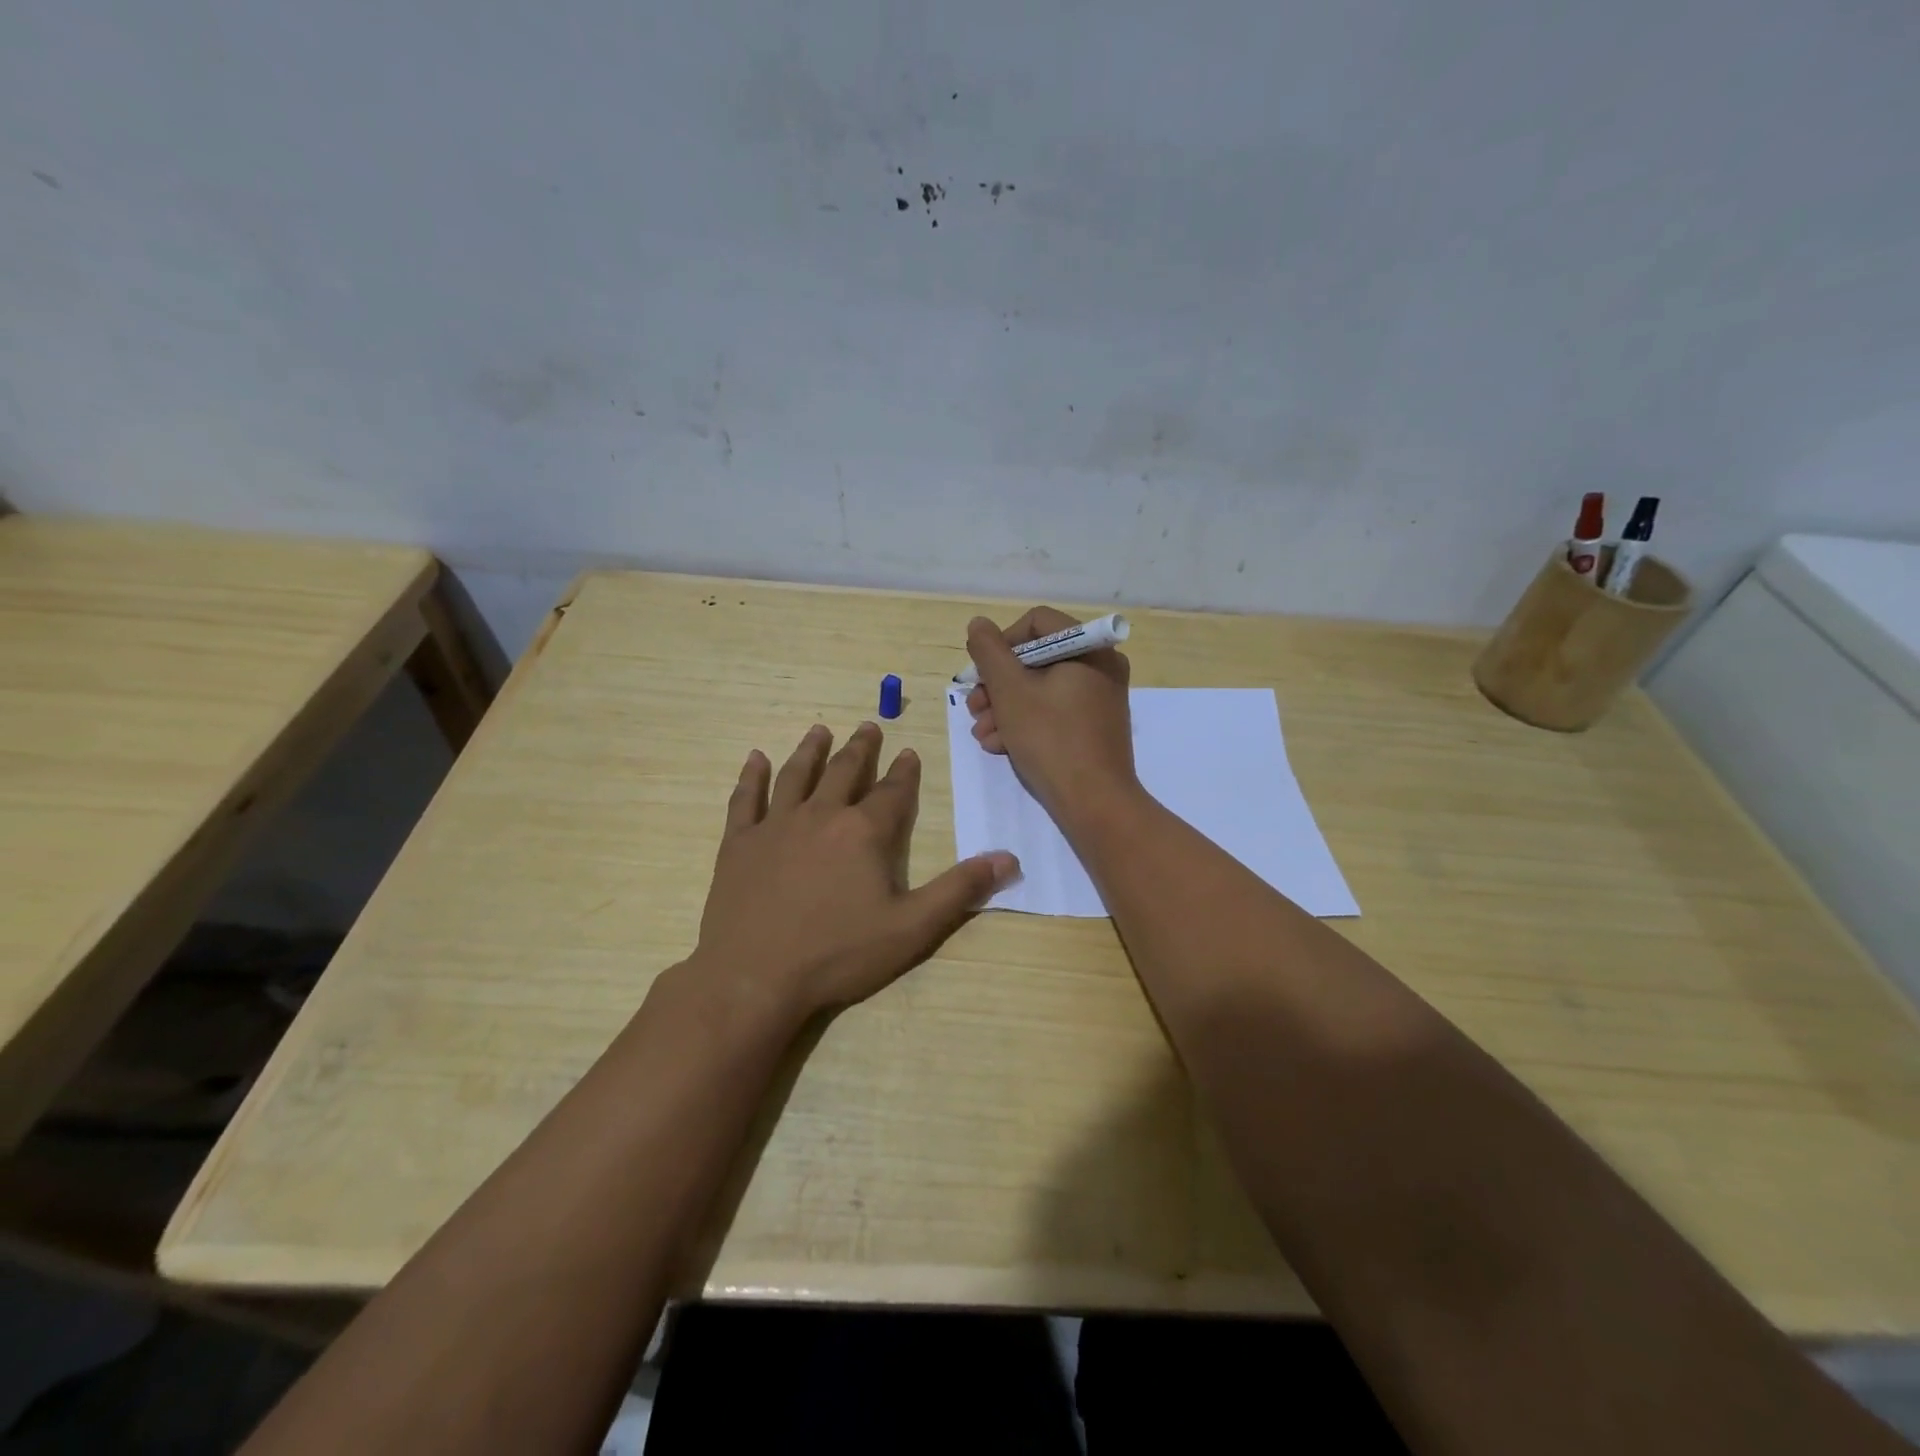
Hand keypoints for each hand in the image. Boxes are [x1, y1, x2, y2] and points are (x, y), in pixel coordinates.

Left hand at [691, 722, 1018, 1019]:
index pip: (892, 792)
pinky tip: (755, 758)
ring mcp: (775, 826)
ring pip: (796, 775)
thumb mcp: (912, 928)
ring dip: (811, 750)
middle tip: (868, 726)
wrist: (754, 978)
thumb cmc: (838, 954)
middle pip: (844, 772)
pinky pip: (746, 799)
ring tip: (820, 730)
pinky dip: (752, 776)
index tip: (909, 752)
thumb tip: (1009, 858)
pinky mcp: (739, 844)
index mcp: (864, 832)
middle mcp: (821, 816)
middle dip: (860, 748)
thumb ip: (960, 890)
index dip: (904, 772)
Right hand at [965, 608, 1137, 820]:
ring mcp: (1099, 699)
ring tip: (982, 734)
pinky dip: (1025, 724)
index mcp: (1089, 648)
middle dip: (998, 685)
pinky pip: (1054, 712)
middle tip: (974, 708)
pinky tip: (1000, 746)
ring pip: (1041, 689)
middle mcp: (1100, 667)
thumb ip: (989, 652)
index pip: (1036, 623)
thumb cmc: (1051, 738)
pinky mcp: (1093, 727)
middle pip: (1036, 659)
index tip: (980, 673)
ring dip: (1004, 708)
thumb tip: (978, 624)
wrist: (1094, 802)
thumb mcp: (1010, 691)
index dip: (1001, 643)